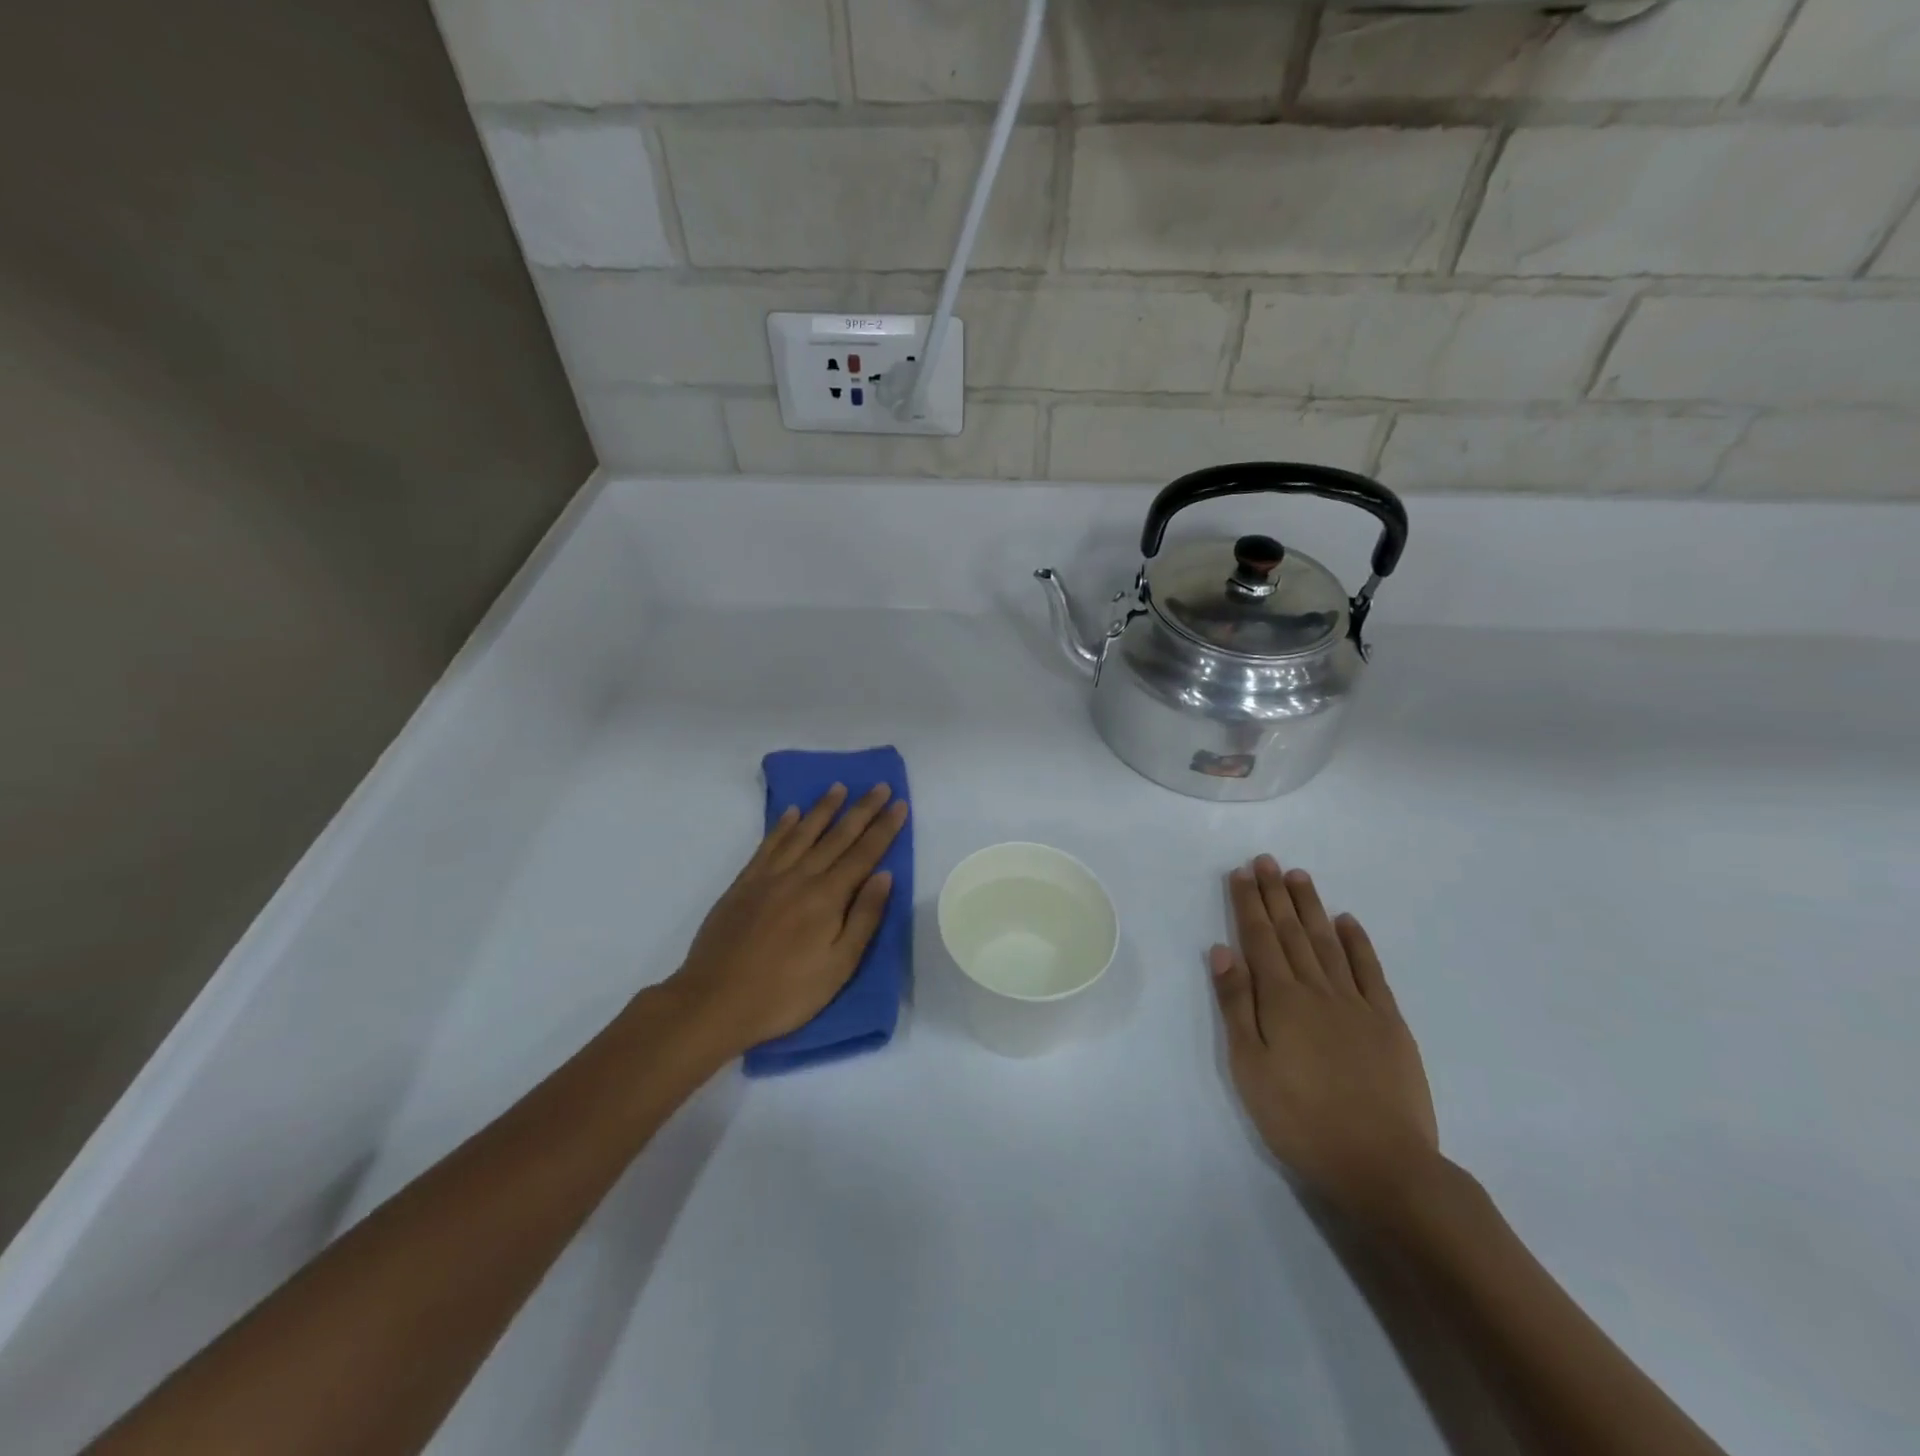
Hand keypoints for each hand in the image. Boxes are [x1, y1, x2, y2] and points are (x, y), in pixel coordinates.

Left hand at [672, 783, 907, 1055]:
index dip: (884, 828)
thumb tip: (884, 875)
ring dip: (823, 808)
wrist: (714, 1001)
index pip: (864, 854)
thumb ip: (863, 918)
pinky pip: (768, 845)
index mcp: (827, 898)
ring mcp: (769, 877)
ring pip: (802, 833)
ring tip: (839, 787)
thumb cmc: (785, 993)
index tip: (899, 804)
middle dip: (861, 810)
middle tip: (879, 785)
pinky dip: (782, 826)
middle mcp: (800, 877)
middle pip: (837, 836)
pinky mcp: (743, 884)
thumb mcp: (838, 967)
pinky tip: (792, 813)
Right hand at [1209, 855, 1441, 1224]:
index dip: (1249, 903)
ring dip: (1311, 907)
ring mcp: (1357, 1004)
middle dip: (1275, 894)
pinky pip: (1370, 971)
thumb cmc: (1300, 1119)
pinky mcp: (1389, 1023)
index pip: (1259, 938)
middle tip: (1266, 860)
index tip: (1241, 872)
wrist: (1382, 1164)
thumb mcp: (1250, 1066)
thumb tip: (1223, 950)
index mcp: (1280, 999)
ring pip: (1328, 942)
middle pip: (1292, 932)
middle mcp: (1317, 989)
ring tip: (1299, 876)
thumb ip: (1236, 1005)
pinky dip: (1358, 942)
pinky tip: (1348, 922)